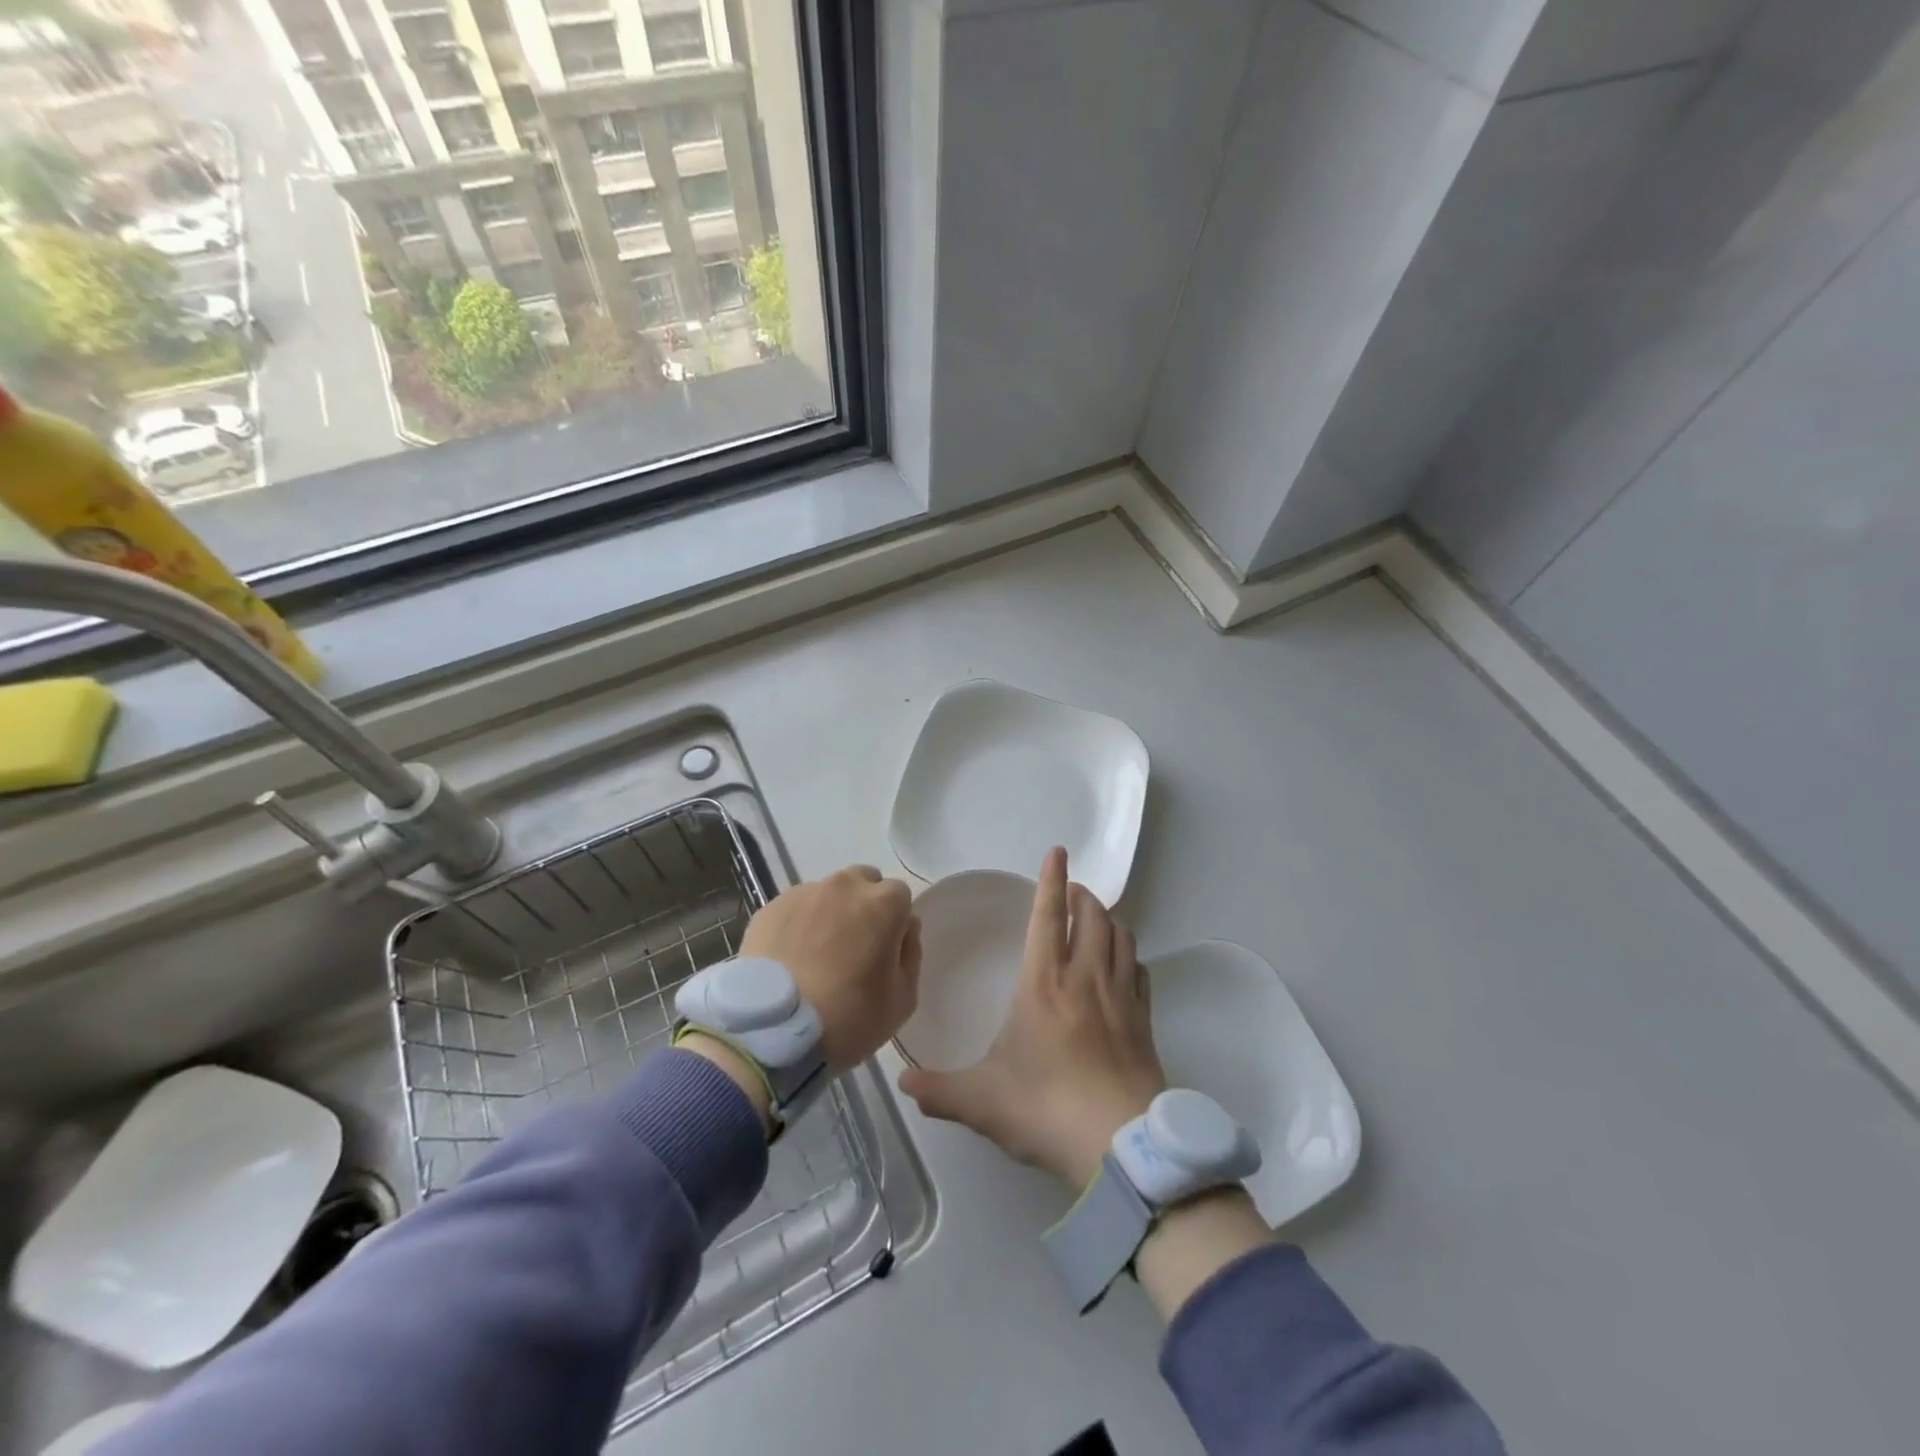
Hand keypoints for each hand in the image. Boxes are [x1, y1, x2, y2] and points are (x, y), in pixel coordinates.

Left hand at [740, 864, 920, 1071]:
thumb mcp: (903, 999)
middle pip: (862, 882)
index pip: (900, 896)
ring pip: (827, 894)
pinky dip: (797, 925)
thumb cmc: (849, 1016)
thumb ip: (911, 954)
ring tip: (816, 955)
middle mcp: (845, 886)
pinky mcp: (770, 908)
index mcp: (884, 903)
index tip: (885, 950)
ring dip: (829, 913)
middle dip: (863, 906)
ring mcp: (804, 893)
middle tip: (854, 946)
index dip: (895, 922)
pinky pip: (795, 909)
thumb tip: (904, 929)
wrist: (774, 1029)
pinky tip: (790, 959)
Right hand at [898, 847, 1165, 1187]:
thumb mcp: (981, 1102)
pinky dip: (1130, 957)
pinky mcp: (1145, 1022)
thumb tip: (902, 1085)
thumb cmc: (1046, 1108)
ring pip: (1122, 938)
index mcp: (1044, 984)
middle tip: (1072, 890)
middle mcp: (1086, 979)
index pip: (1048, 916)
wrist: (1120, 1145)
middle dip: (1083, 895)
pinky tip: (1124, 966)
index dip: (1052, 880)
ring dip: (1109, 920)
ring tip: (1096, 919)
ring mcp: (1121, 998)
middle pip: (1092, 917)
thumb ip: (939, 1091)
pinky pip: (1141, 973)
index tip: (1057, 851)